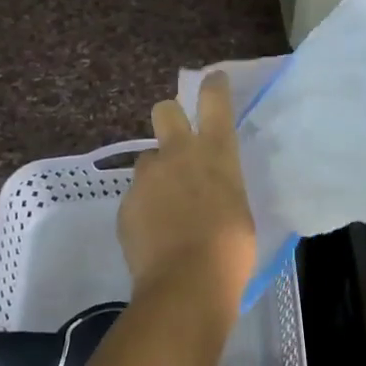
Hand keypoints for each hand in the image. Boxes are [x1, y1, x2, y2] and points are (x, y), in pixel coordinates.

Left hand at [118, 72, 256, 313]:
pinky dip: (145, 209)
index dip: (213, 85)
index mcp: (216, 153)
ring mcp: (148, 177)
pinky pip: (136, 196)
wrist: (186, 285)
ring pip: (147, 159)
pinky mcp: (126, 203)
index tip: (212, 80)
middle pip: (164, 110)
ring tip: (166, 206)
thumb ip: (222, 187)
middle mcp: (179, 154)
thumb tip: (212, 190)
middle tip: (177, 142)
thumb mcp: (238, 208)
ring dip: (156, 173)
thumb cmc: (231, 250)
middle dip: (169, 117)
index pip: (214, 101)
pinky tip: (154, 234)